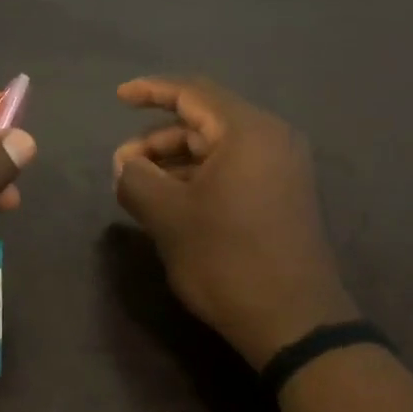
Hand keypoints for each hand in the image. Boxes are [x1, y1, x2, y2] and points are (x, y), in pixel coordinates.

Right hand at [113, 76, 355, 366]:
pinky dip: (198, 177)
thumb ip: (136, 179)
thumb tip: (125, 165)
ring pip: (216, 148)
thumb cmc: (227, 260)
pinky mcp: (282, 195)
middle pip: (203, 121)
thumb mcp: (168, 217)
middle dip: (157, 139)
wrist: (293, 322)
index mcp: (248, 133)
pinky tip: (171, 202)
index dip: (151, 90)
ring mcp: (281, 169)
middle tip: (122, 167)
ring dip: (174, 161)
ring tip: (140, 189)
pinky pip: (232, 169)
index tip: (119, 96)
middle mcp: (271, 140)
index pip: (193, 93)